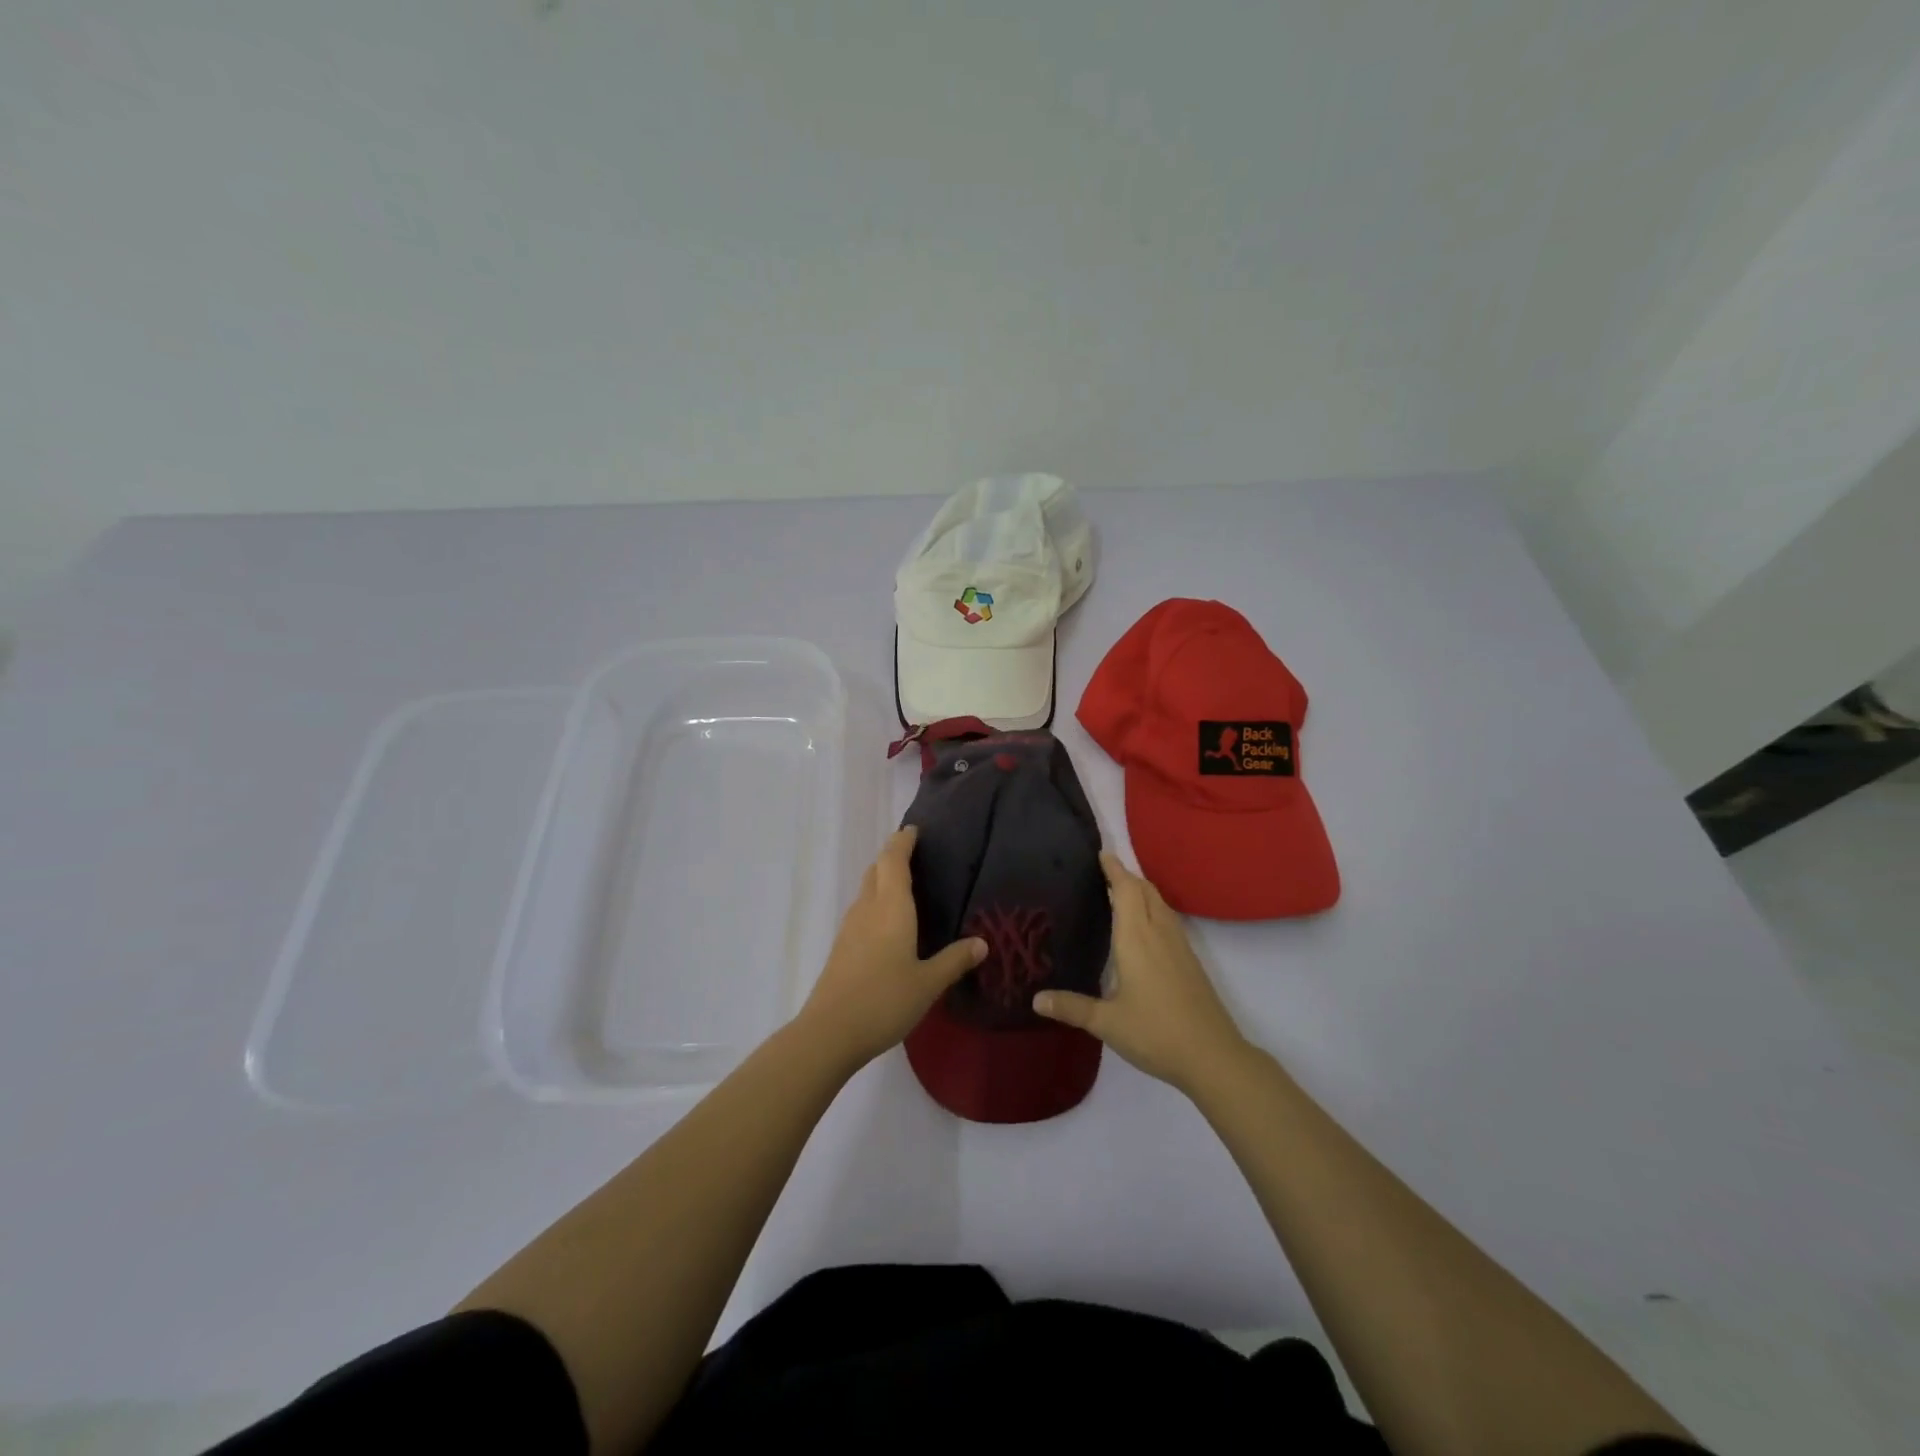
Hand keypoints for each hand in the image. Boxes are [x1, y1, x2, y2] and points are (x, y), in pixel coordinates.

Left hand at [797, 826, 986, 1069]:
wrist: (830, 1032)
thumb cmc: (884, 1000)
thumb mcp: (928, 983)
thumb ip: (954, 960)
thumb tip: (981, 942)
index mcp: (890, 908)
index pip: (893, 860)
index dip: (902, 842)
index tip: (914, 830)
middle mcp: (867, 909)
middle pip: (876, 870)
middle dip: (893, 856)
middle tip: (916, 855)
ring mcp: (850, 927)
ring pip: (867, 890)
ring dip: (883, 879)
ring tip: (907, 885)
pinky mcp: (842, 947)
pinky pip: (862, 910)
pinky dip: (877, 901)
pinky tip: (890, 922)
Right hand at [1033, 852, 1248, 1092]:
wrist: (1213, 1056)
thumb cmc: (1156, 1033)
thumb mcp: (1107, 1023)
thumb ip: (1072, 1007)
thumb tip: (1035, 999)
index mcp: (1136, 939)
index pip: (1125, 891)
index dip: (1114, 870)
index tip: (1101, 853)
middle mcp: (1159, 934)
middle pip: (1145, 891)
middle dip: (1127, 876)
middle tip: (1104, 870)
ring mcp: (1179, 947)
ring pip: (1160, 904)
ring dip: (1142, 891)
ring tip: (1120, 891)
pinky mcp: (1190, 961)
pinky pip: (1169, 920)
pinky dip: (1153, 909)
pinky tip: (1145, 927)